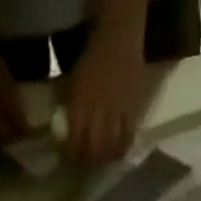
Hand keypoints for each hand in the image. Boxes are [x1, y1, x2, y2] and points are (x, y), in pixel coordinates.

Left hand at [63, 17, 147, 164]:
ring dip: (104, 159)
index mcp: (80, 103)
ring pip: (110, 146)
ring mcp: (117, 111)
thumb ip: (71, 106)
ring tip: (100, 162)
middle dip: (88, 161)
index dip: (72, 155)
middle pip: (93, 148)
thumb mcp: (74, 81)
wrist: (119, 35)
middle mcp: (98, 110)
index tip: (70, 160)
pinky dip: (121, 149)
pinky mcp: (133, 109)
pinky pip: (127, 136)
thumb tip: (67, 130)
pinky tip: (117, 153)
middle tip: (85, 165)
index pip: (75, 140)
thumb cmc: (92, 55)